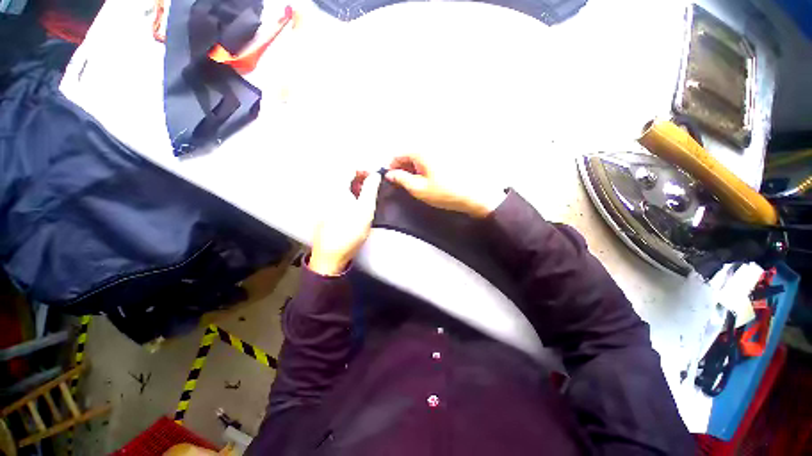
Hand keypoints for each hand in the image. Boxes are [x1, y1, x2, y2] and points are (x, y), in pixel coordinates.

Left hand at [309, 171, 380, 275]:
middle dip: (360, 178)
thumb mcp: (366, 209)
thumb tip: (375, 175)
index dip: (364, 170)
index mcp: (336, 188)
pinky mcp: (323, 209)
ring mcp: (322, 200)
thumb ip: (371, 189)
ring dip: (354, 187)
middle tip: (371, 187)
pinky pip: (336, 195)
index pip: (349, 167)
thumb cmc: (349, 232)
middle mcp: (326, 191)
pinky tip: (354, 206)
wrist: (331, 254)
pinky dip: (347, 195)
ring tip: (364, 197)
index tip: (374, 177)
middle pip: (344, 175)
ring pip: (340, 185)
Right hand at [384, 154, 505, 217]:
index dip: (390, 166)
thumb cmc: (446, 192)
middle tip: (401, 183)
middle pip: (408, 153)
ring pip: (418, 156)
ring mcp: (440, 150)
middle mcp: (430, 146)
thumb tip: (390, 174)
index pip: (398, 153)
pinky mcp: (447, 156)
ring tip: (414, 183)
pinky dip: (423, 168)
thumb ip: (401, 179)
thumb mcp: (419, 188)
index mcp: (421, 151)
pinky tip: (426, 179)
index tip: (390, 178)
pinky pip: (429, 159)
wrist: (475, 195)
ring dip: (412, 168)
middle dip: (402, 167)